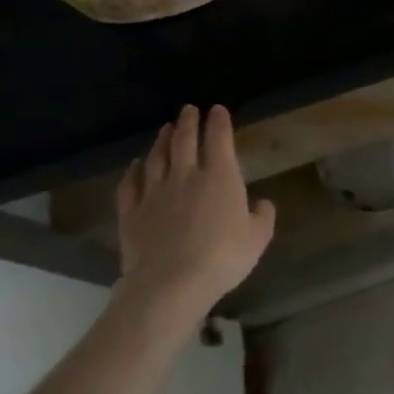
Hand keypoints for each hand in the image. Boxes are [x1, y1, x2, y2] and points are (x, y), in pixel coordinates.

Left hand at [114, 105, 274, 320]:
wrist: (170, 283)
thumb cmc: (223, 257)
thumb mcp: (258, 237)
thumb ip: (263, 216)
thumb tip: (261, 203)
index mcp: (221, 177)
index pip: (219, 139)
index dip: (219, 122)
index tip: (217, 109)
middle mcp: (186, 176)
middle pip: (185, 141)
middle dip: (188, 122)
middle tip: (189, 109)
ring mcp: (155, 193)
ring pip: (157, 158)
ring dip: (162, 140)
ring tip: (165, 129)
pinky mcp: (131, 213)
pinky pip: (130, 184)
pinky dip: (133, 170)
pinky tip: (136, 164)